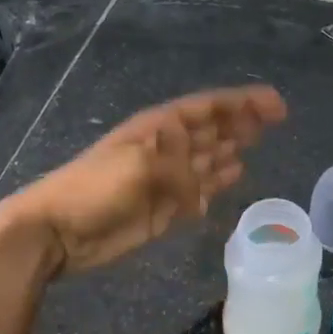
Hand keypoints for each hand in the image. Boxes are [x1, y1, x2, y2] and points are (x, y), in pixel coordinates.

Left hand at [0, 85, 286, 275]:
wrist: (56, 231)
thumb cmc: (94, 189)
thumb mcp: (140, 168)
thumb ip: (184, 169)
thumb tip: (214, 178)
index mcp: (159, 128)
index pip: (209, 108)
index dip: (243, 102)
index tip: (276, 104)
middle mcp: (166, 148)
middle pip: (212, 129)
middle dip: (242, 122)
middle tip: (275, 120)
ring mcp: (166, 179)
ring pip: (207, 158)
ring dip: (231, 149)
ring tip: (257, 143)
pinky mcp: (164, 208)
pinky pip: (199, 191)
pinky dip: (216, 184)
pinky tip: (234, 177)